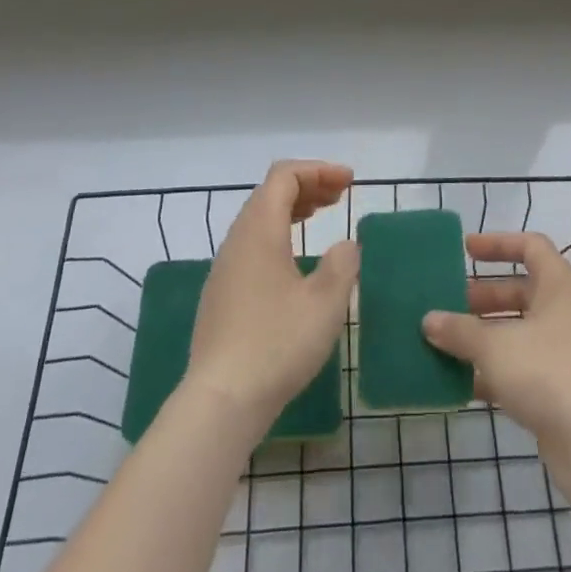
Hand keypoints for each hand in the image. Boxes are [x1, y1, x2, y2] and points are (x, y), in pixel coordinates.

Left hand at [186, 161, 357, 435]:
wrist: (221, 401)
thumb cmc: (277, 344)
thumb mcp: (326, 303)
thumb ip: (342, 264)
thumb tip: (345, 245)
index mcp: (260, 229)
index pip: (285, 176)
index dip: (318, 170)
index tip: (349, 182)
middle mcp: (237, 239)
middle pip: (270, 192)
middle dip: (307, 186)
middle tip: (340, 195)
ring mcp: (225, 267)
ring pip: (259, 218)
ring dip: (293, 209)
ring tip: (321, 215)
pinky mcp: (221, 293)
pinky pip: (252, 243)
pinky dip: (279, 233)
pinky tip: (296, 259)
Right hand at [422, 232, 570, 455]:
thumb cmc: (547, 372)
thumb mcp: (494, 345)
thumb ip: (459, 330)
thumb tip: (428, 320)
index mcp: (558, 285)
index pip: (530, 247)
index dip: (498, 243)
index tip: (466, 251)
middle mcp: (564, 312)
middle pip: (520, 291)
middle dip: (483, 297)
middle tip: (448, 303)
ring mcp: (564, 353)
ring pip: (518, 332)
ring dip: (484, 335)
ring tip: (446, 341)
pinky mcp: (559, 390)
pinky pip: (520, 368)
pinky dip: (493, 371)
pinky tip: (461, 381)